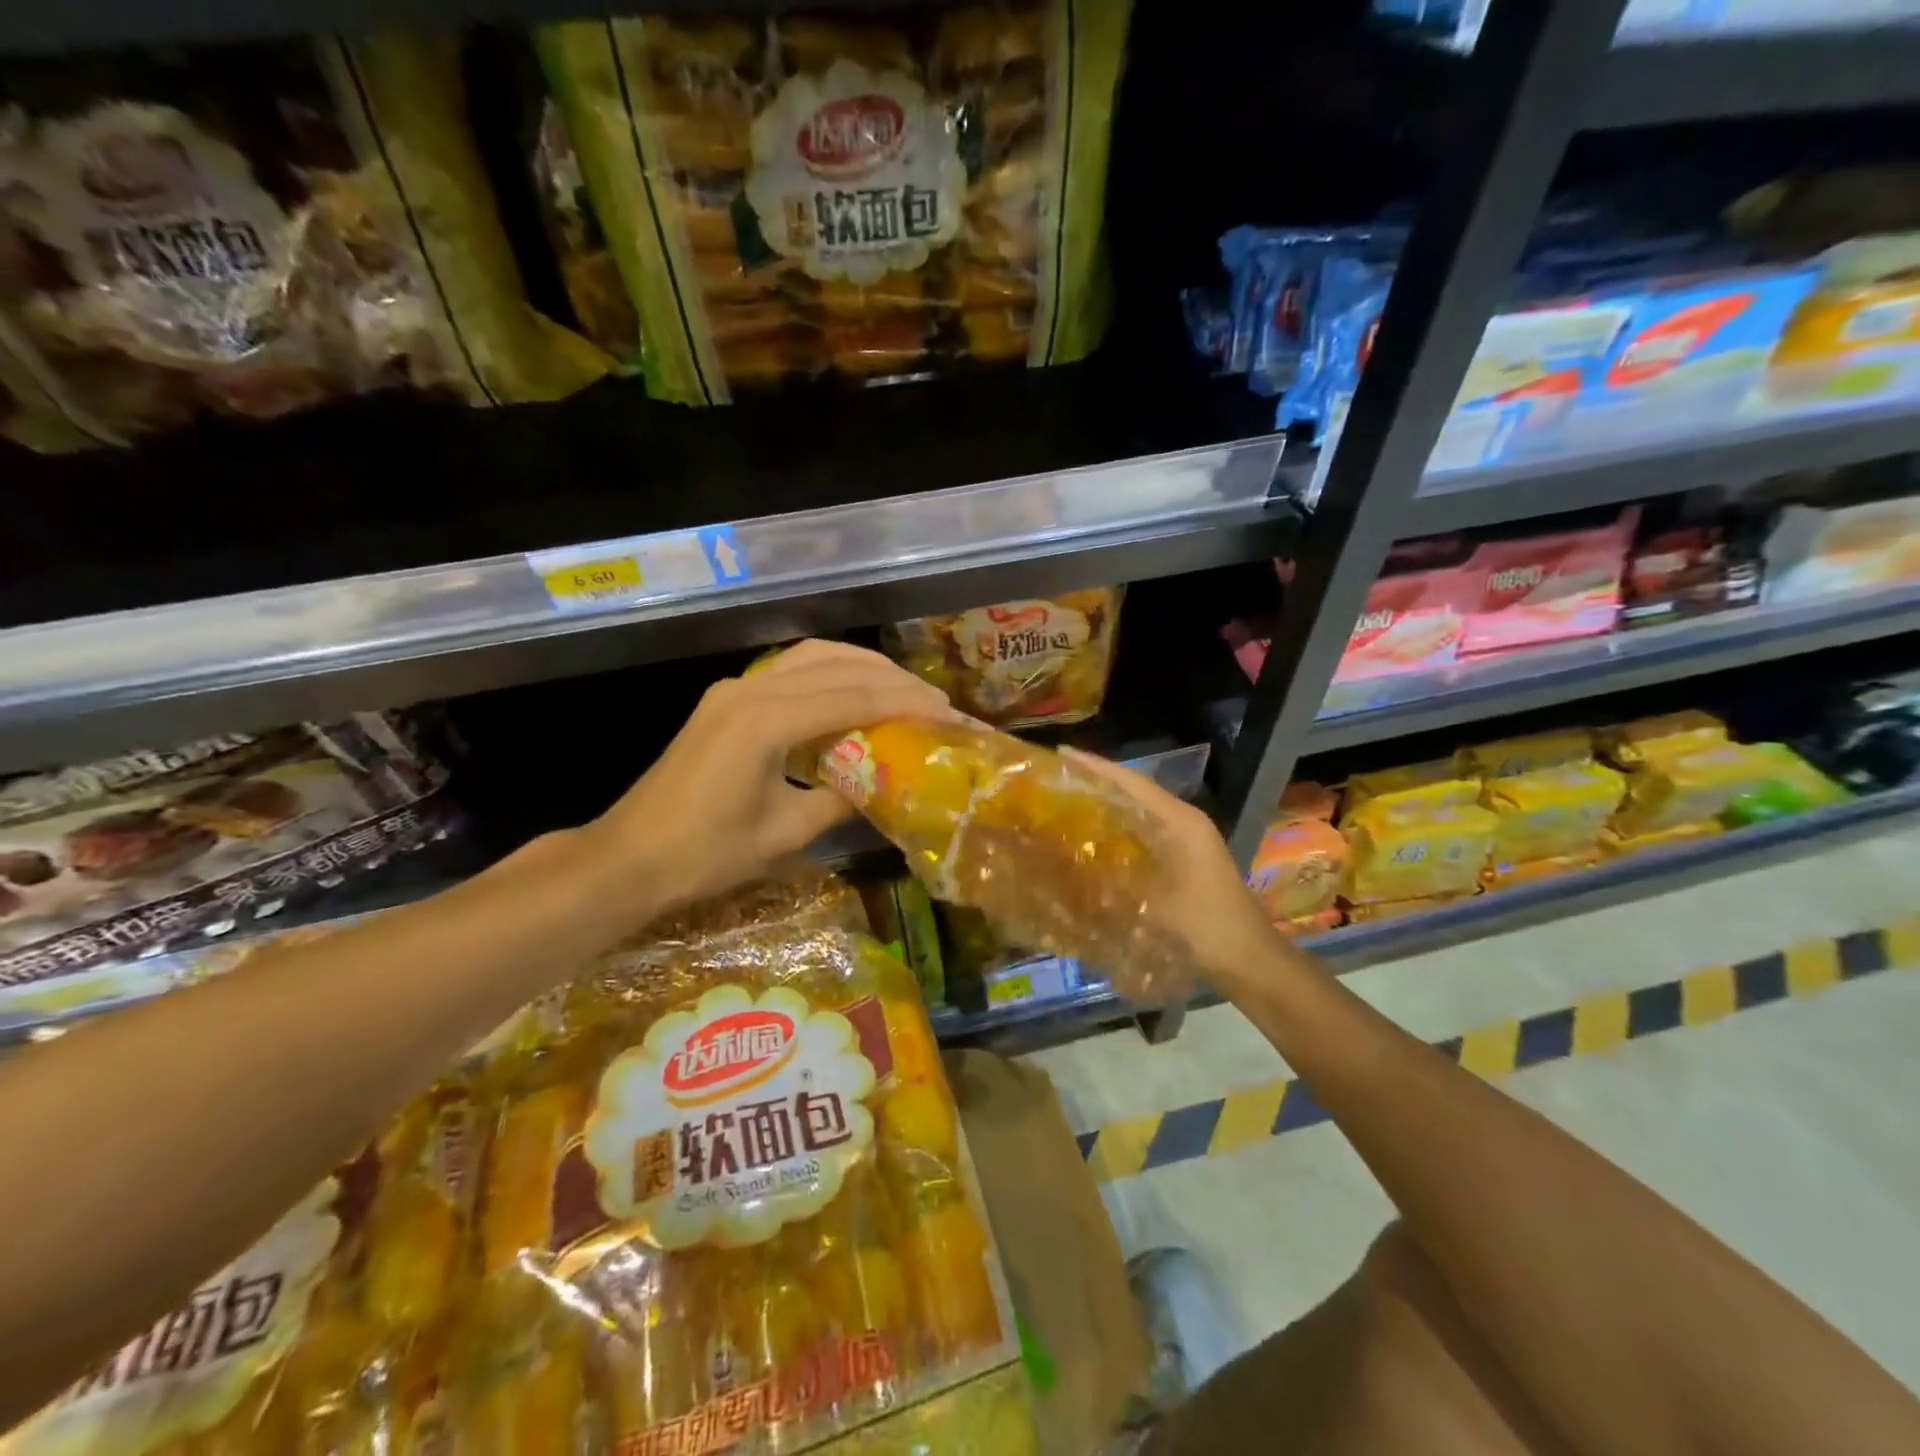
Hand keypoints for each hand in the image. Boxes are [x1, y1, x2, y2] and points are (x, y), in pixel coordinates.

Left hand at [587, 640, 950, 922]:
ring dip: (862, 667)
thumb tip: (880, 782)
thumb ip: (840, 800)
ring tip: (903, 689)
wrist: (628, 858)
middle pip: (836, 665)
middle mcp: (751, 689)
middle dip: (891, 679)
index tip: (946, 712)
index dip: (904, 703)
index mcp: (765, 721)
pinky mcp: (726, 699)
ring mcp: (734, 689)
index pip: (853, 698)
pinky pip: (790, 671)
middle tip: (934, 699)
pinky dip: (831, 674)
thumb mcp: (784, 834)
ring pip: (812, 657)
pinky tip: (852, 693)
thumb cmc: (705, 855)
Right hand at [1061, 749, 1295, 994]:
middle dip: (1098, 782)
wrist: (1251, 961)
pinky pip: (1144, 834)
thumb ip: (1115, 879)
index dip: (1097, 767)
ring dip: (1107, 806)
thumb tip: (1071, 862)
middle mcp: (1185, 823)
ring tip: (1067, 801)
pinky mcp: (1184, 861)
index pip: (1133, 783)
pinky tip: (1094, 840)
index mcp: (1182, 822)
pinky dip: (1119, 831)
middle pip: (1136, 792)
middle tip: (1057, 777)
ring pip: (1139, 812)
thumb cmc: (1208, 926)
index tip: (1063, 753)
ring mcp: (1187, 842)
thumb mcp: (1158, 903)